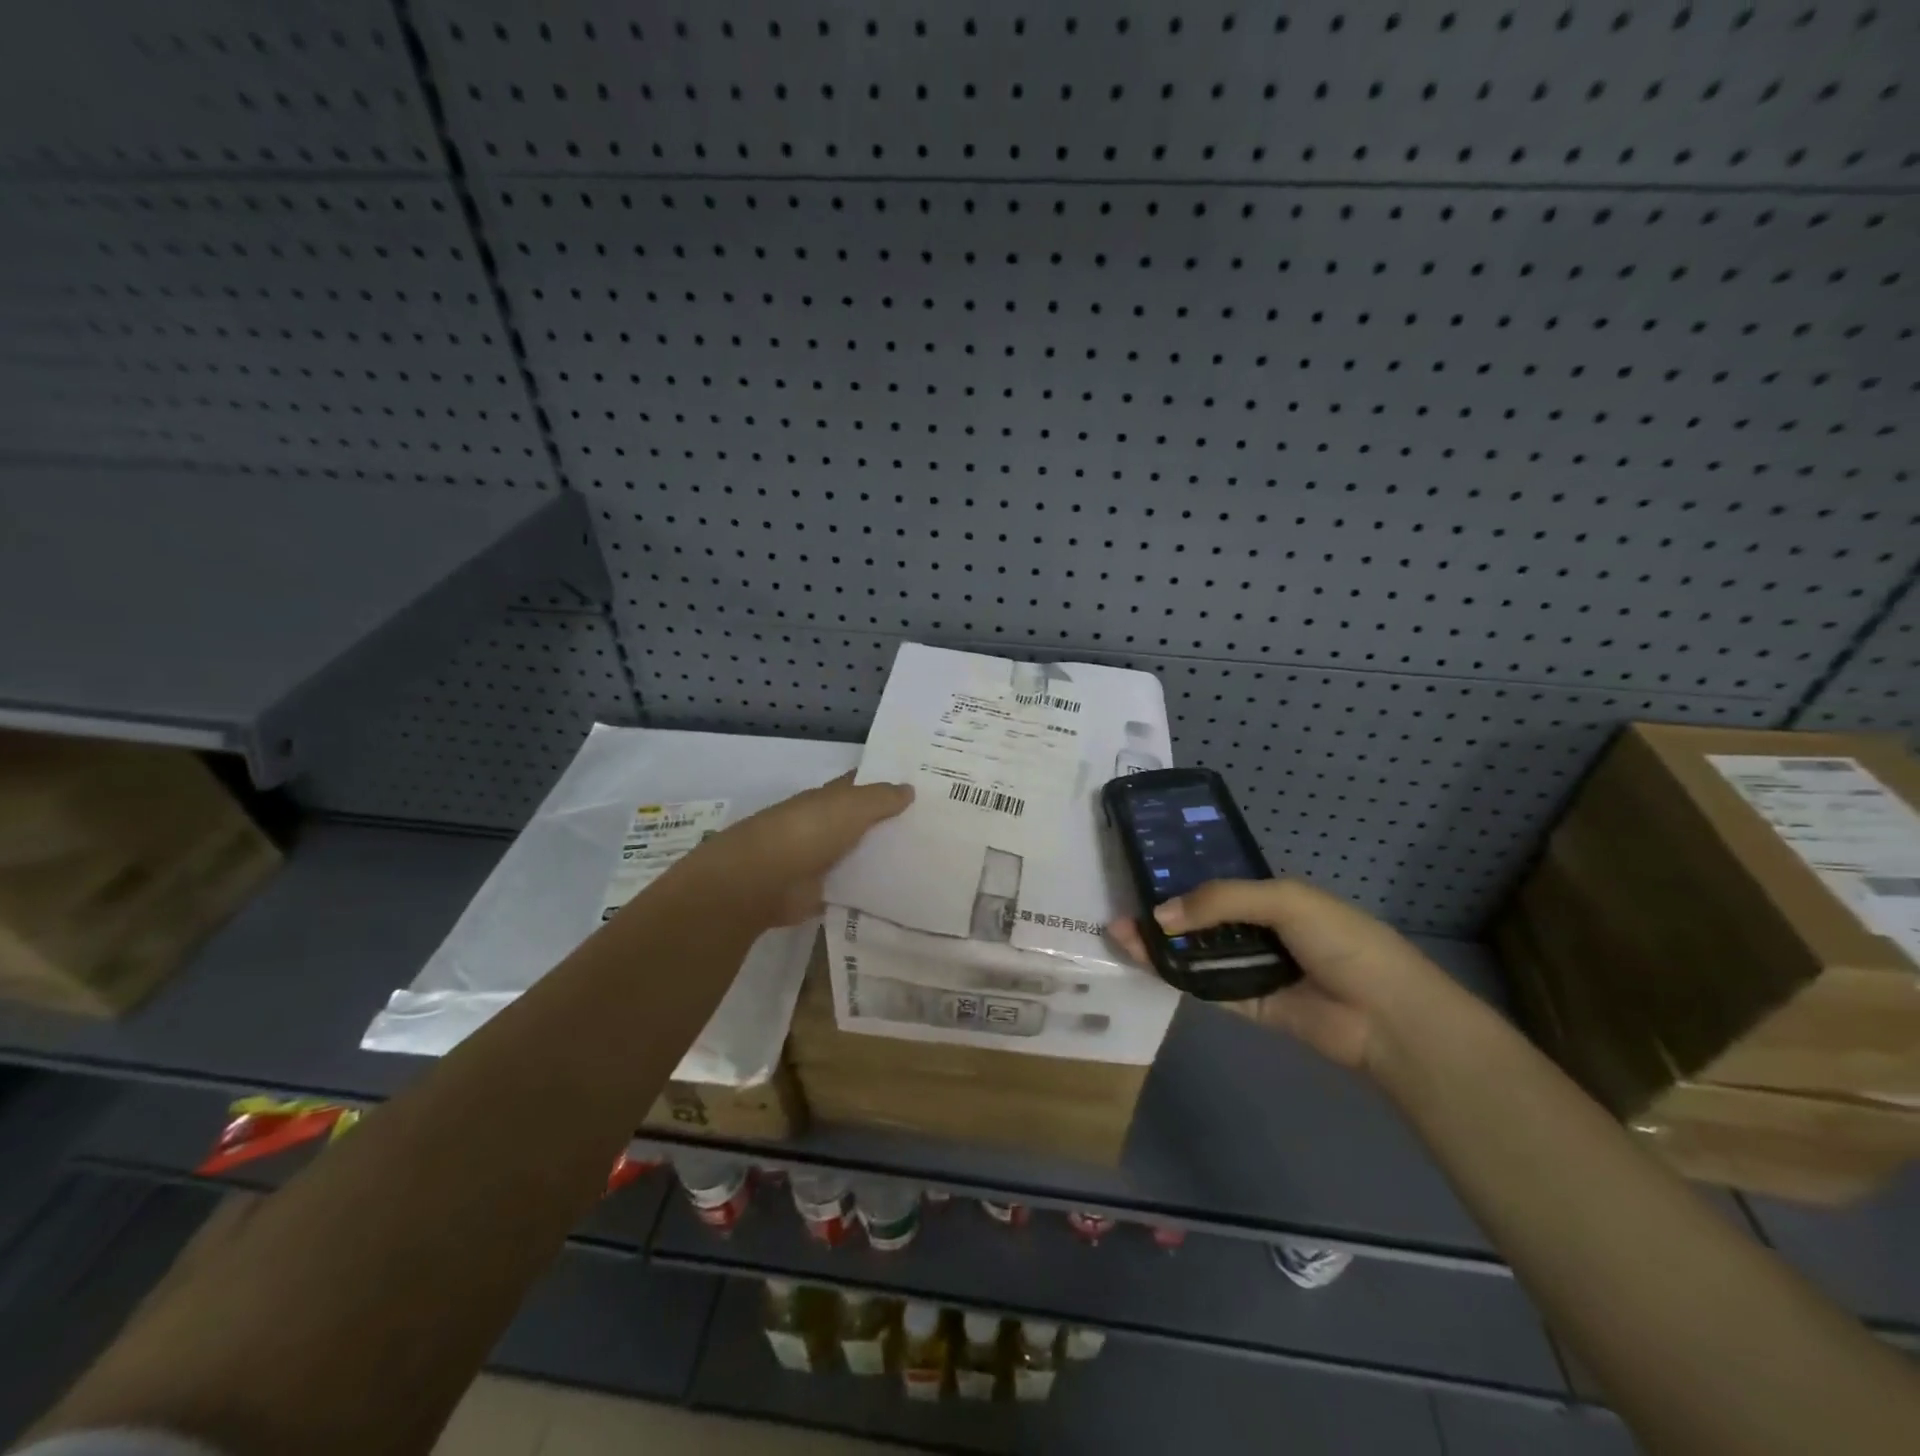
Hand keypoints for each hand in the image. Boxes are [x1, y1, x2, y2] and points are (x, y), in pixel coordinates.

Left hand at [678, 774, 912, 927]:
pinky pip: (852, 889)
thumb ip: (881, 798)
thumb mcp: (851, 807)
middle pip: (863, 823)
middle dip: (891, 824)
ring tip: (928, 864)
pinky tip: (901, 894)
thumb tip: (909, 788)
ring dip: (883, 859)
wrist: (761, 880)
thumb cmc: (806, 832)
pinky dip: (870, 892)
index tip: (921, 787)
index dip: (886, 783)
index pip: (860, 785)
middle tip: (935, 829)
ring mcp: (820, 860)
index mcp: (828, 799)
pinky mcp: (819, 893)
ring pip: (859, 856)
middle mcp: (824, 826)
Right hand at [1110, 879, 1455, 1074]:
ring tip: (1118, 934)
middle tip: (1119, 912)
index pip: (1215, 885)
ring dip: (1159, 944)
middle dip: (1160, 914)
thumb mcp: (1284, 901)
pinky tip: (1143, 960)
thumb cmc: (1342, 941)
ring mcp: (1250, 968)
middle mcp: (1257, 931)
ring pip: (1195, 953)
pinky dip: (1173, 974)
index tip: (1140, 877)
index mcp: (1271, 898)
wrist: (1386, 1016)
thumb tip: (1159, 914)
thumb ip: (1220, 901)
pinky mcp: (1246, 1004)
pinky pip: (1203, 986)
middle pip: (1198, 920)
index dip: (1179, 881)